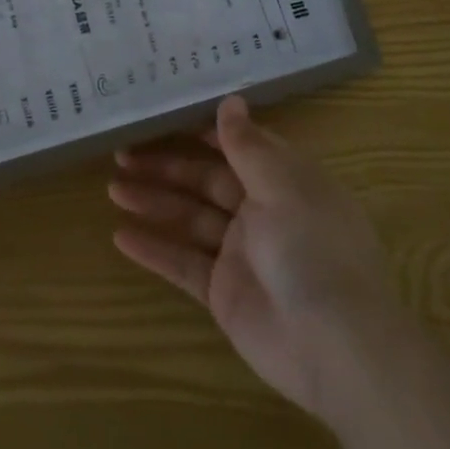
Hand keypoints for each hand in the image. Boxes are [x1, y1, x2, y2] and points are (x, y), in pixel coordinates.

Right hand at [109, 95, 400, 424]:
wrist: (336, 347)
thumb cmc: (313, 249)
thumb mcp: (282, 186)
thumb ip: (248, 146)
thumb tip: (231, 100)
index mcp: (285, 181)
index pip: (238, 147)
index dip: (202, 131)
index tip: (162, 116)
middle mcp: (263, 212)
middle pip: (206, 180)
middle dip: (166, 166)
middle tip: (121, 154)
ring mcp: (242, 253)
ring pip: (190, 218)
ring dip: (154, 202)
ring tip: (113, 189)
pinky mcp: (225, 292)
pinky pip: (183, 263)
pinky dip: (154, 250)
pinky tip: (120, 236)